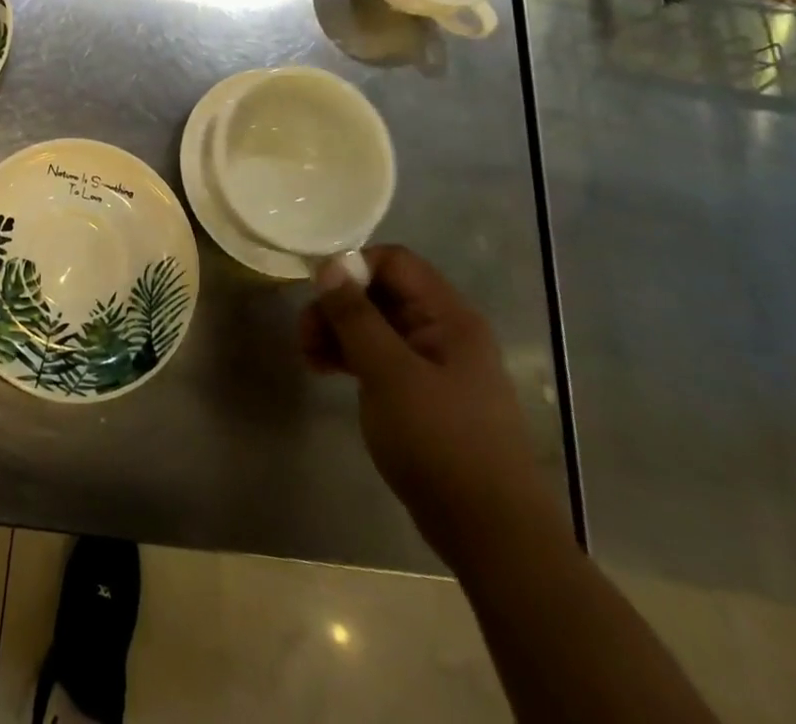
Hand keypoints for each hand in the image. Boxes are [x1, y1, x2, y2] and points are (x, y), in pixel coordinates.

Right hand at [301, 244, 565, 569]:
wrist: (490, 535)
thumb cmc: (440, 441)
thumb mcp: (388, 372)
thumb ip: (355, 315)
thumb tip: (329, 265)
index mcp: (448, 316)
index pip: (394, 262)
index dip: (353, 268)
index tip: (317, 294)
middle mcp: (445, 331)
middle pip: (381, 293)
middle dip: (338, 306)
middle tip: (304, 335)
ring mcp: (436, 365)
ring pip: (377, 326)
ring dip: (339, 333)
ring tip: (309, 359)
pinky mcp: (425, 395)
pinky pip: (382, 358)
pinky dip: (352, 358)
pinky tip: (327, 373)